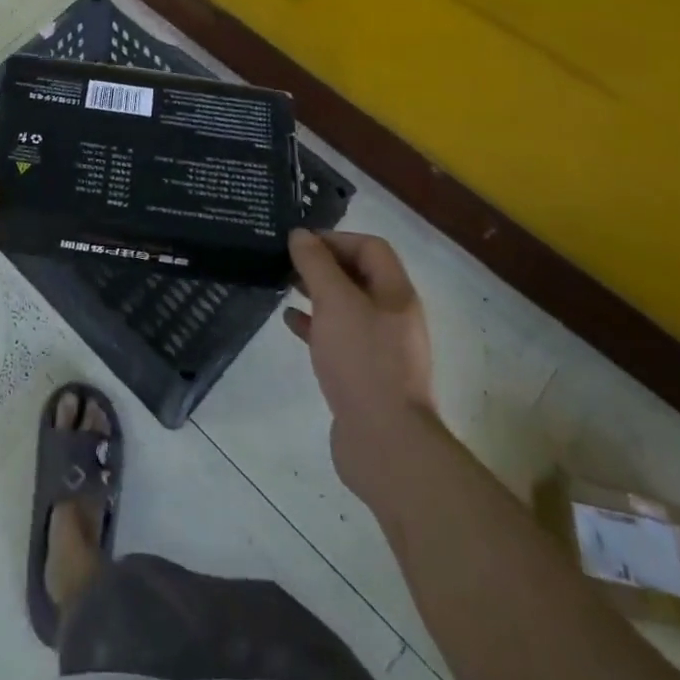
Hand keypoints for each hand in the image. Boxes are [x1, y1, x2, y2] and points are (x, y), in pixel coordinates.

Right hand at [285, 230, 437, 507]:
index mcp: (395, 294)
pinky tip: (290, 323)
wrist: (385, 444)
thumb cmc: (362, 361)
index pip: (370, 247)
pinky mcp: (365, 375)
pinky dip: (315, 325)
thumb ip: (316, 264)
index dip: (336, 239)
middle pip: (359, 276)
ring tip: (284, 287)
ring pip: (346, 307)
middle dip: (323, 265)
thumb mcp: (335, 302)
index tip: (300, 244)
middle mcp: (393, 317)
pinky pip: (338, 338)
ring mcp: (381, 348)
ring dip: (317, 293)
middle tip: (287, 263)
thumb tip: (301, 235)